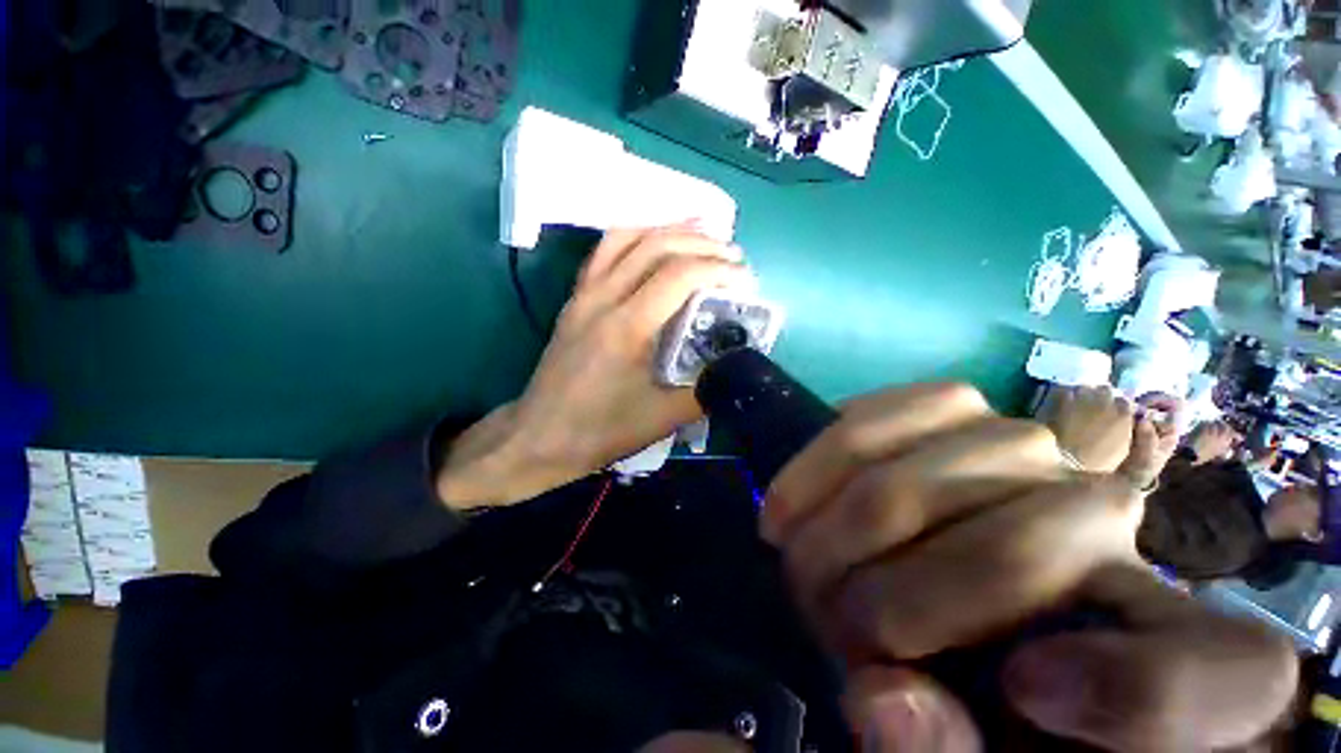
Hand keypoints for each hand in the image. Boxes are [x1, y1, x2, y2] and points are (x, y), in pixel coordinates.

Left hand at [436, 227, 752, 506]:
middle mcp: (603, 298)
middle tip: (732, 253)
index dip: (719, 269)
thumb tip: (737, 367)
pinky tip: (653, 243)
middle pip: (655, 245)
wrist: (539, 437)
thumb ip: (706, 390)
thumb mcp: (662, 418)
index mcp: (627, 327)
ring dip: (667, 229)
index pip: (679, 275)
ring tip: (701, 232)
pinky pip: (605, 252)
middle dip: (701, 242)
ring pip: (626, 238)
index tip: (746, 279)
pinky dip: (636, 237)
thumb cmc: (599, 430)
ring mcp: (584, 294)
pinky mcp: (575, 299)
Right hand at [763, 384, 1296, 750]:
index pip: (1217, 675)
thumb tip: (883, 698)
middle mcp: (1116, 518)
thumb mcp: (973, 747)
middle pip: (1010, 551)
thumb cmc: (971, 676)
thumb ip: (947, 752)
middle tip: (821, 617)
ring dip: (838, 526)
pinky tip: (801, 489)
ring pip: (919, 478)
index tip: (1017, 695)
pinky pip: (881, 415)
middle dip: (882, 599)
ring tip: (796, 551)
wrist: (931, 572)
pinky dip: (823, 458)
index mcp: (1179, 645)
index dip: (1126, 693)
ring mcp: (1030, 448)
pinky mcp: (955, 407)